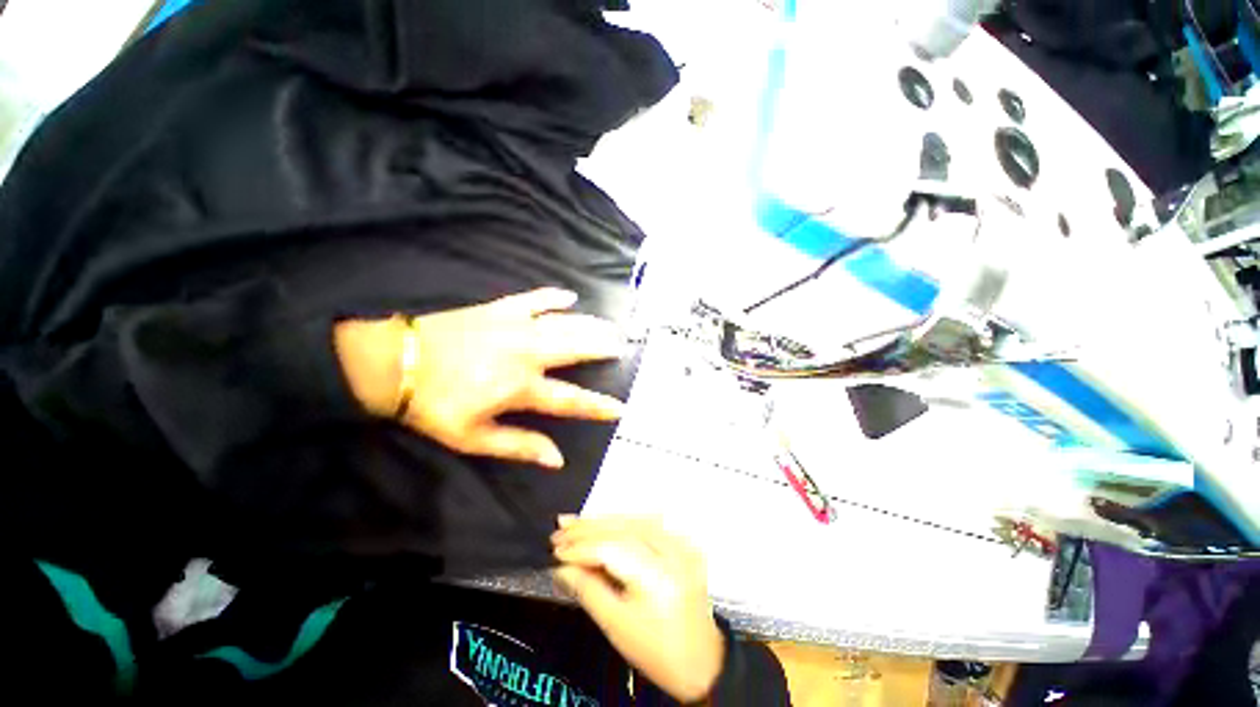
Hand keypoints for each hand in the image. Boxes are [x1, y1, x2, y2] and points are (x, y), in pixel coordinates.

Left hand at [334, 288, 625, 468]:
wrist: (397, 361)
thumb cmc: (435, 404)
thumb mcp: (473, 437)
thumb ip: (519, 446)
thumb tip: (556, 459)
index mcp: (520, 386)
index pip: (570, 398)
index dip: (597, 405)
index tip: (620, 407)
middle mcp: (526, 353)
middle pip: (576, 349)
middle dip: (603, 348)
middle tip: (623, 346)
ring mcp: (515, 326)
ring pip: (564, 323)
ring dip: (591, 325)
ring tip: (611, 326)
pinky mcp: (501, 309)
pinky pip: (535, 298)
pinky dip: (554, 296)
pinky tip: (571, 296)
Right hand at [552, 516, 724, 703]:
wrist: (701, 661)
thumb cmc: (657, 652)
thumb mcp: (616, 626)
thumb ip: (587, 591)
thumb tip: (562, 568)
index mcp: (657, 576)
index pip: (611, 549)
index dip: (580, 547)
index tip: (555, 548)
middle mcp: (672, 552)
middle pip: (624, 528)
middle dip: (589, 527)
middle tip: (561, 527)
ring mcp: (681, 544)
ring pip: (635, 520)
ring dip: (604, 521)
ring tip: (577, 523)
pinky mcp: (683, 543)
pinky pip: (649, 524)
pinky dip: (624, 522)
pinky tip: (606, 522)